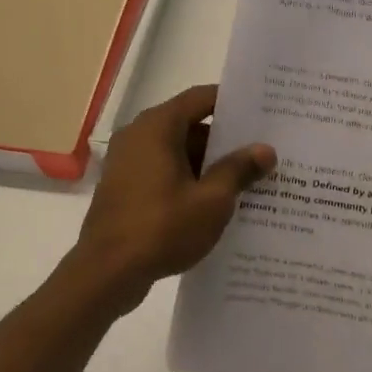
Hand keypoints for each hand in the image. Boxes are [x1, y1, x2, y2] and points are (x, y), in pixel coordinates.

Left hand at [72, 85, 274, 303]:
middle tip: (261, 152)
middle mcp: (138, 136)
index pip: (201, 98)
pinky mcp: (124, 188)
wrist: (106, 273)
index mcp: (157, 127)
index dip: (232, 102)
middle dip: (225, 141)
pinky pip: (163, 173)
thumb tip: (265, 150)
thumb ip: (238, 170)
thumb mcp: (212, 200)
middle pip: (189, 126)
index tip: (262, 111)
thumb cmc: (162, 228)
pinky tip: (214, 204)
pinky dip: (187, 181)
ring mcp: (127, 163)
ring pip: (176, 152)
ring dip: (207, 165)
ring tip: (246, 181)